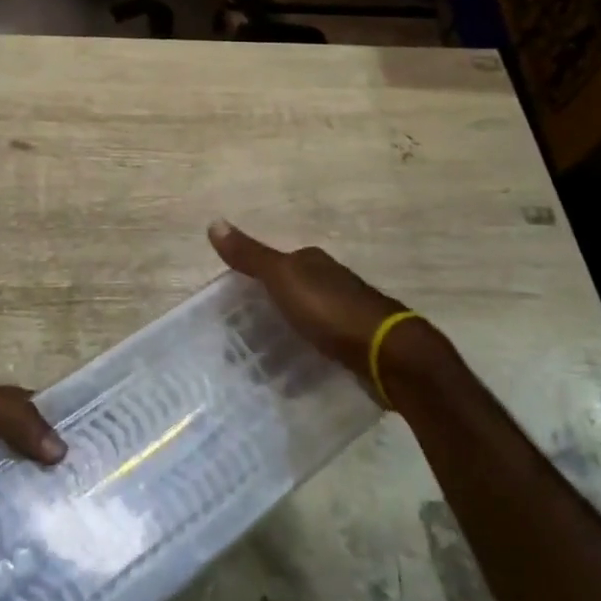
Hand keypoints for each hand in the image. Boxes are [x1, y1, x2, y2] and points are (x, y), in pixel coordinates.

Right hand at [209, 220, 407, 380]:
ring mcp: (346, 314)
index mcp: (312, 262)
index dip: (250, 282)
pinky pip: (321, 347)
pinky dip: (305, 357)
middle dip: (266, 313)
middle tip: (239, 342)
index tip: (228, 308)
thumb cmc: (330, 310)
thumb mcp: (283, 278)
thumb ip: (250, 256)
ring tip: (259, 366)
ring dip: (285, 338)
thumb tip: (213, 222)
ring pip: (305, 322)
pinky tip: (292, 379)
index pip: (274, 265)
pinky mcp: (356, 345)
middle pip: (289, 294)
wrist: (388, 354)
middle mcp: (330, 282)